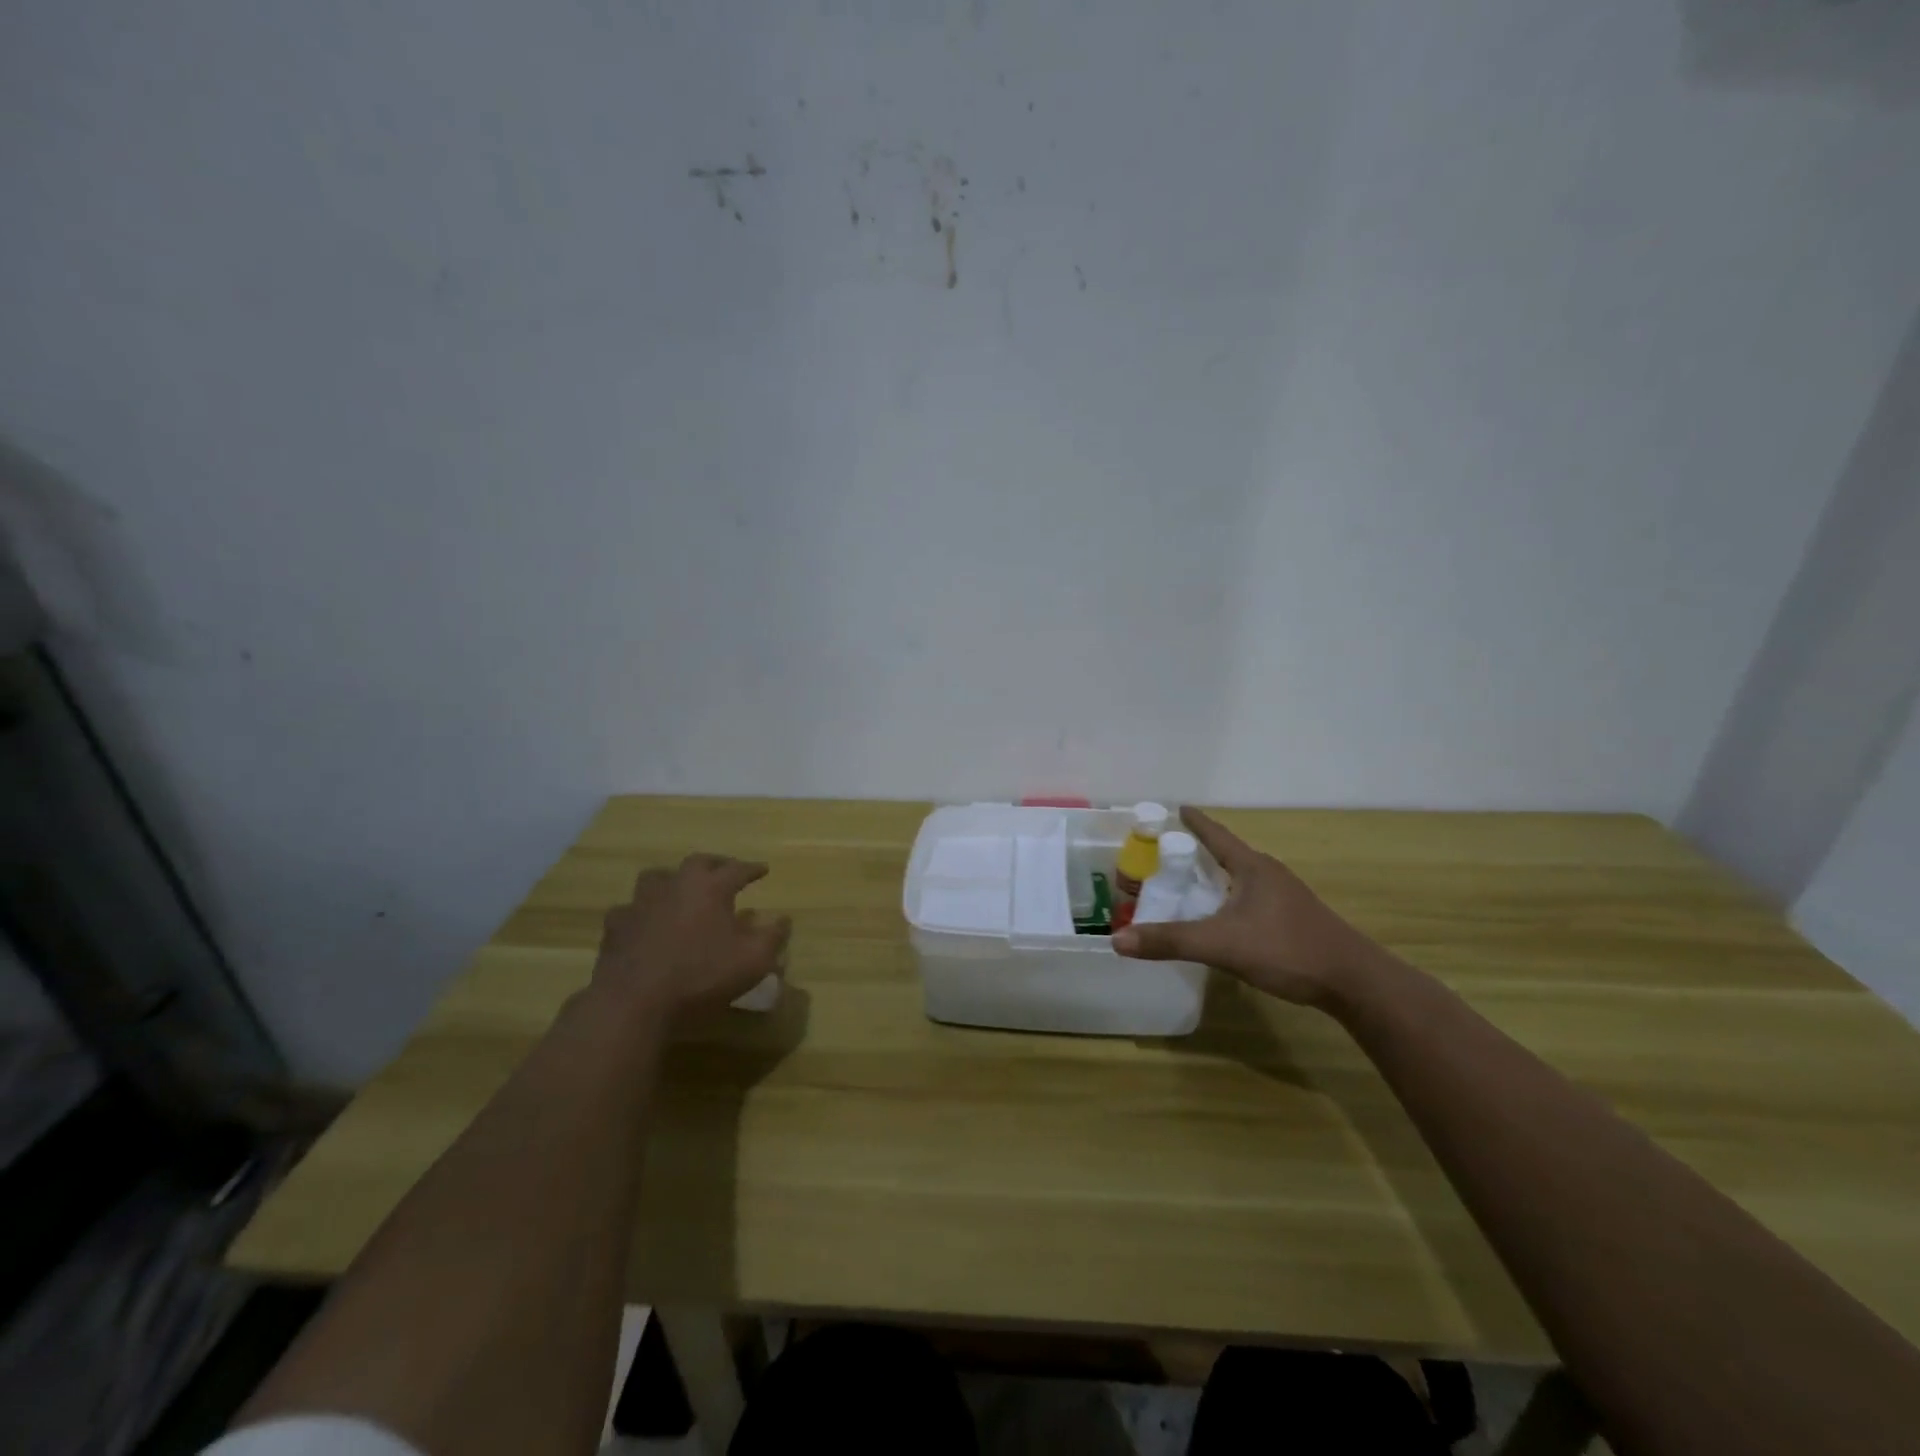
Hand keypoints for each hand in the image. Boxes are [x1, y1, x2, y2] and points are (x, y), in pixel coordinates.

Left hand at [590, 854, 791, 1024]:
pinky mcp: (616, 926)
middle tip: (725, 870)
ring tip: (681, 890)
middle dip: (715, 864)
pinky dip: (642, 912)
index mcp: (711, 888)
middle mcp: (676, 885)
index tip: (763, 868)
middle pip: (698, 862)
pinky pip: (630, 909)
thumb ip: (772, 937)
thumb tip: (783, 919)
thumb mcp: (752, 961)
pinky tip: (645, 923)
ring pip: (658, 877)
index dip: (752, 868)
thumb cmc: (701, 977)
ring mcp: (641, 903)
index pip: (737, 869)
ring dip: (673, 880)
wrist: (634, 1002)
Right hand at [1112, 808, 1378, 1008]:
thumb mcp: (1221, 944)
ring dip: (1215, 880)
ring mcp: (1285, 897)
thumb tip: (1117, 939)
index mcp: (1252, 867)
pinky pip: (1251, 900)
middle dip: (1198, 854)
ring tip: (1189, 887)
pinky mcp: (1294, 920)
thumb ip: (1170, 940)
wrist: (1354, 982)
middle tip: (1167, 856)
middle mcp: (1269, 875)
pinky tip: (1221, 920)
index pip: (1217, 835)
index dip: (1196, 822)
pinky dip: (1229, 901)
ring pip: (1240, 880)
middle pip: (1227, 856)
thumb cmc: (1286, 949)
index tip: (1178, 808)